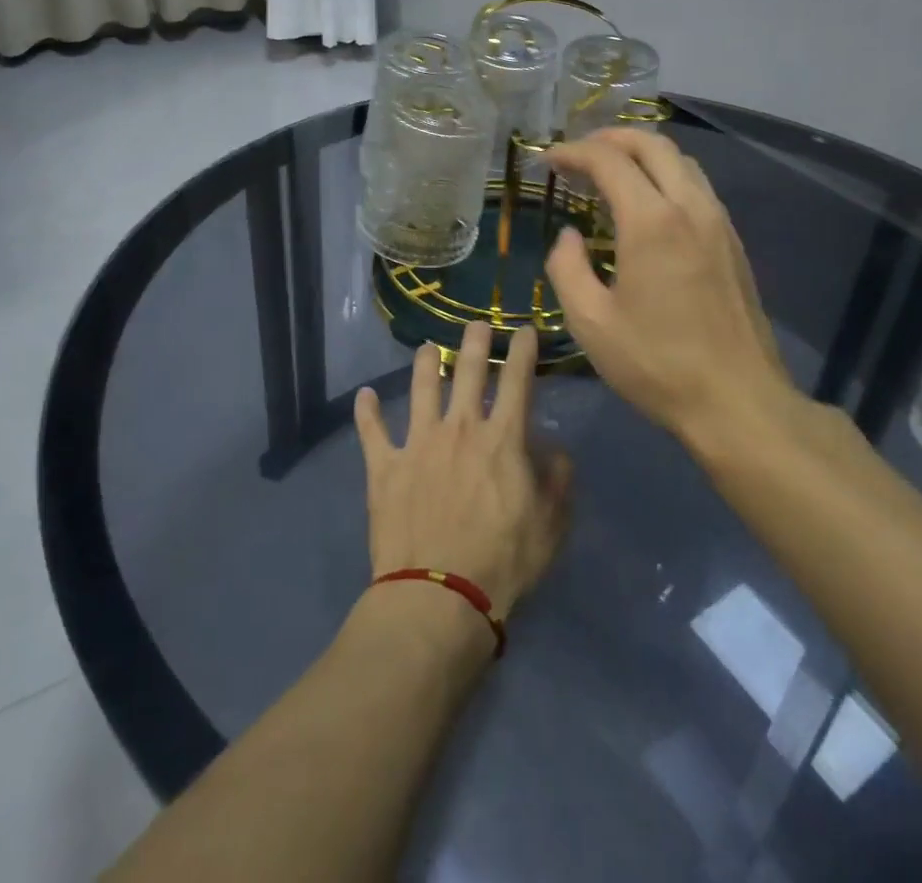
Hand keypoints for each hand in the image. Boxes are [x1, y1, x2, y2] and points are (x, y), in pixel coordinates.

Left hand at [353, 323, 572, 619]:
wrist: (439, 597)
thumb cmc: (503, 562)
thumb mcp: (551, 525)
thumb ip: (558, 480)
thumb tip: (554, 450)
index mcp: (502, 438)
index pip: (517, 379)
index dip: (522, 349)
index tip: (524, 329)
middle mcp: (459, 428)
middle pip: (468, 370)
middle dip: (475, 341)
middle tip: (477, 325)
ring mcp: (418, 443)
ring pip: (421, 388)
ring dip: (426, 364)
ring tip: (428, 348)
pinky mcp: (385, 467)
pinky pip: (372, 432)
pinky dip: (367, 412)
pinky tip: (363, 396)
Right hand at [543, 127, 804, 446]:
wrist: (738, 401)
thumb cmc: (656, 364)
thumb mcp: (590, 322)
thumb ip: (568, 268)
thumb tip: (569, 236)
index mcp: (652, 222)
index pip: (609, 161)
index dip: (573, 152)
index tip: (548, 160)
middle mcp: (690, 207)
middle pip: (652, 145)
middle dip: (610, 138)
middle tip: (579, 153)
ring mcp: (718, 223)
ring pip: (681, 161)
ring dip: (642, 154)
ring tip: (611, 171)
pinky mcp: (732, 242)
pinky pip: (697, 187)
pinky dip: (666, 176)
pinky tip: (648, 204)